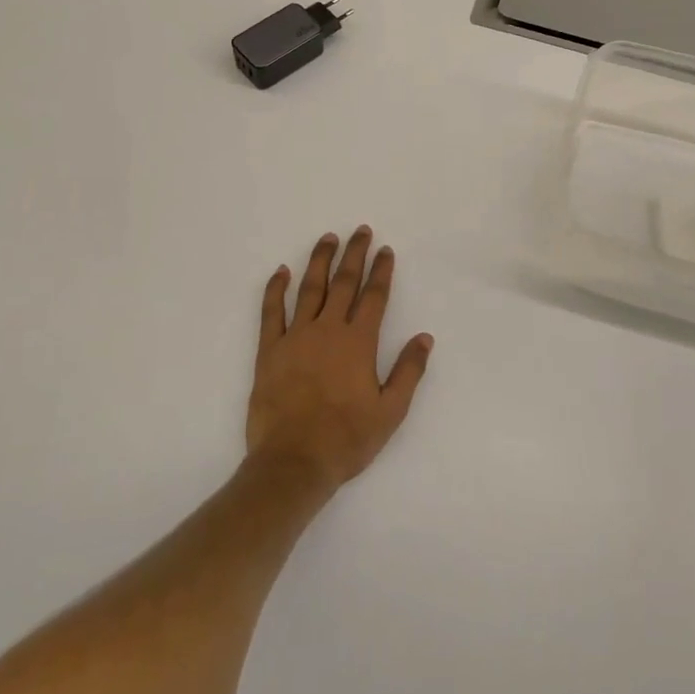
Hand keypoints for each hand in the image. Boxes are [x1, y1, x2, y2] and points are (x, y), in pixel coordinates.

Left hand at [245, 227, 433, 495]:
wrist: (293, 462)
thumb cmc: (346, 439)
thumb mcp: (390, 411)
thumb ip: (409, 371)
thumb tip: (425, 337)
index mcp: (358, 343)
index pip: (374, 297)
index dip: (381, 271)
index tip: (385, 250)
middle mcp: (328, 330)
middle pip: (343, 283)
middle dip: (354, 255)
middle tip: (360, 231)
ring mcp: (295, 337)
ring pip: (309, 288)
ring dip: (319, 261)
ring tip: (327, 238)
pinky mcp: (269, 350)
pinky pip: (271, 312)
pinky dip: (275, 289)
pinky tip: (281, 271)